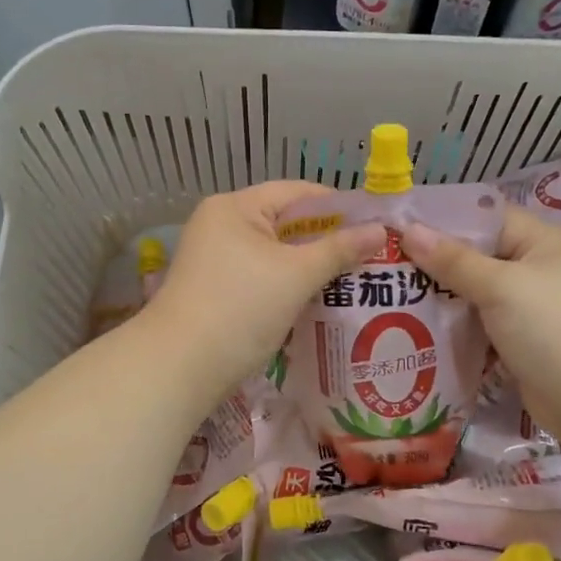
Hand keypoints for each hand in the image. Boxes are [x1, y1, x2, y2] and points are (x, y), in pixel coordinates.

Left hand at [139, 182, 385, 402]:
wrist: (180, 367)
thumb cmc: (240, 309)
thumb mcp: (296, 276)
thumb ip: (339, 250)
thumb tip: (380, 230)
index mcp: (235, 208)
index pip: (297, 193)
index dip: (338, 207)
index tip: (375, 227)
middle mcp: (221, 225)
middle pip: (286, 223)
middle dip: (327, 240)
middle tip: (370, 257)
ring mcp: (215, 259)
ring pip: (276, 254)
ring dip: (310, 266)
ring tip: (353, 279)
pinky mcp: (216, 289)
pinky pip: (262, 276)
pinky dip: (289, 285)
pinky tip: (318, 300)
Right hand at [401, 207, 560, 447]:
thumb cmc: (555, 330)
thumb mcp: (502, 287)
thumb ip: (454, 260)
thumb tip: (408, 230)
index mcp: (545, 242)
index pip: (487, 218)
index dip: (443, 220)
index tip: (397, 227)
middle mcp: (541, 269)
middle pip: (479, 256)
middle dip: (436, 262)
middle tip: (387, 265)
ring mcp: (533, 308)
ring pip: (477, 293)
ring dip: (443, 298)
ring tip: (392, 296)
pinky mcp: (524, 342)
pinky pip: (483, 325)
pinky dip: (457, 327)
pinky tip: (419, 328)